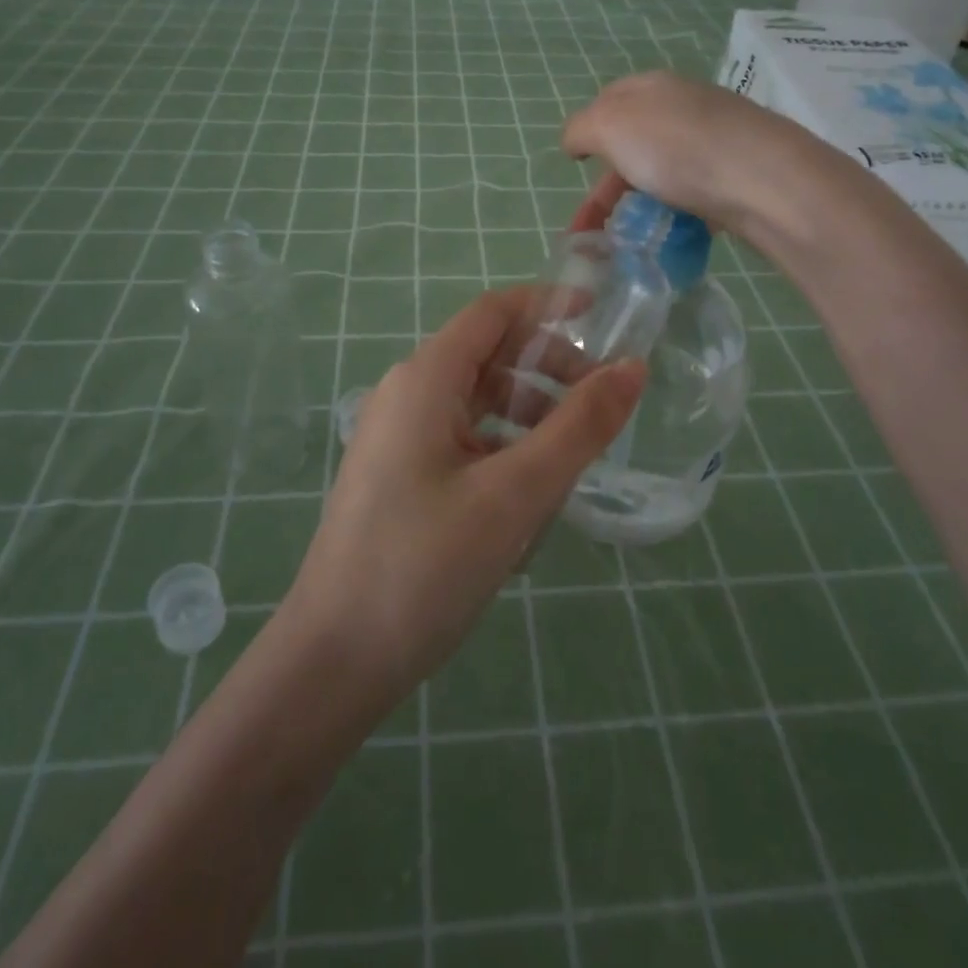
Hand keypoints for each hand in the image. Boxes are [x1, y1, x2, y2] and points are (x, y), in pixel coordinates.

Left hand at [282, 288, 644, 712]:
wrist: (334, 660)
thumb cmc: (424, 565)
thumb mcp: (516, 494)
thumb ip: (579, 427)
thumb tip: (633, 368)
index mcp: (425, 379)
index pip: (493, 312)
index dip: (548, 307)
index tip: (603, 319)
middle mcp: (406, 394)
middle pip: (488, 355)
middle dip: (547, 368)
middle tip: (601, 406)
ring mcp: (397, 437)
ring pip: (477, 402)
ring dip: (528, 414)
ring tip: (573, 456)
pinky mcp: (398, 475)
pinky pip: (462, 440)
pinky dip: (502, 448)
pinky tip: (529, 495)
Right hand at [563, 72, 826, 237]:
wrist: (764, 179)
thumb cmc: (676, 148)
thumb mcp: (609, 126)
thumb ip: (581, 129)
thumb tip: (575, 141)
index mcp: (652, 87)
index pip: (609, 100)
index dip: (588, 133)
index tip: (577, 168)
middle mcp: (685, 107)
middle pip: (634, 143)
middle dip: (607, 187)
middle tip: (591, 227)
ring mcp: (716, 140)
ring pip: (663, 173)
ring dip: (638, 206)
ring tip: (626, 242)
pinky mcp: (739, 174)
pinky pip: (695, 195)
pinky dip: (675, 216)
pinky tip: (671, 237)